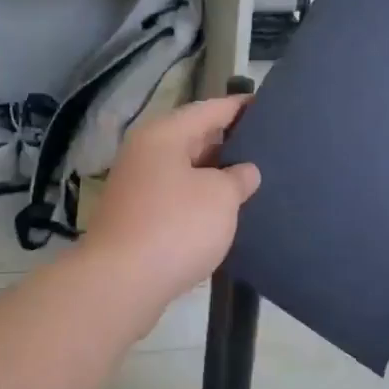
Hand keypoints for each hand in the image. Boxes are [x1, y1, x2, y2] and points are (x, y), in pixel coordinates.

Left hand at [80, 94, 261, 307]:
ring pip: (185, 169)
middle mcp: (146, 153)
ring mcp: (138, 186)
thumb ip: (238, 178)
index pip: (209, 109)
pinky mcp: (137, 217)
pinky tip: (224, 211)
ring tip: (252, 179)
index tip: (267, 106)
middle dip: (229, 142)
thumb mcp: (220, 197)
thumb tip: (244, 171)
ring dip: (215, 174)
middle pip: (194, 137)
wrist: (120, 282)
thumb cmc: (176, 227)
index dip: (240, 107)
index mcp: (164, 135)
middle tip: (268, 146)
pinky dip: (199, 198)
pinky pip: (176, 196)